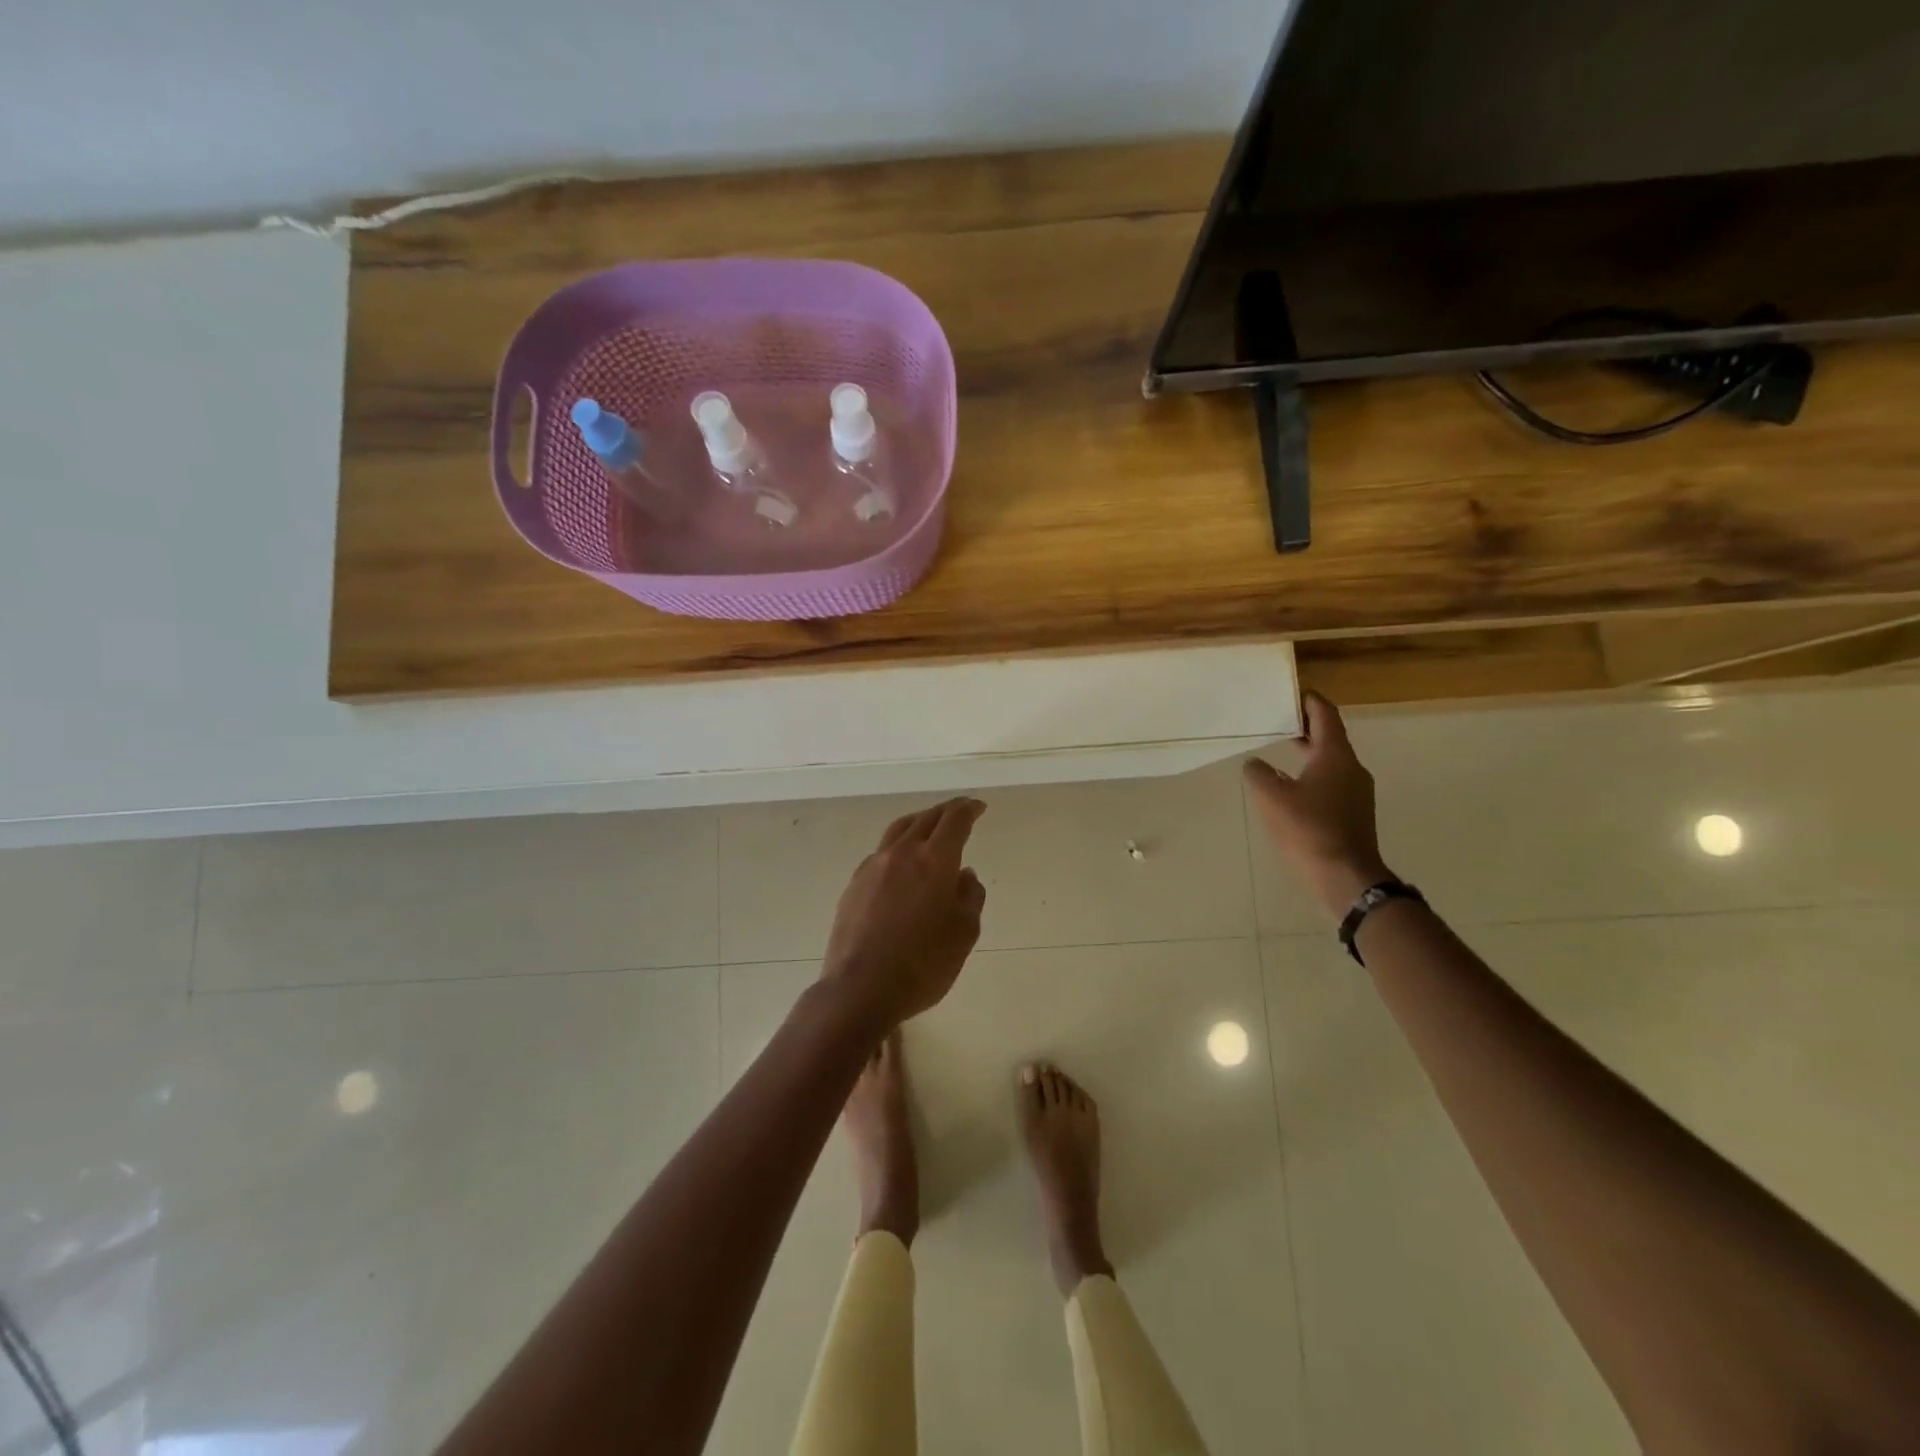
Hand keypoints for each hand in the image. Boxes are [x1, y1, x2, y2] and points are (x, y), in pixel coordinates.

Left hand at [820, 798, 987, 1028]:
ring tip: (930, 827)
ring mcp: (873, 866)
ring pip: (899, 830)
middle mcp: (902, 853)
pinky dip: (900, 846)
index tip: (978, 807)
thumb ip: (969, 896)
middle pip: (926, 818)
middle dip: (946, 811)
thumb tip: (964, 874)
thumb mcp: (963, 933)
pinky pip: (882, 852)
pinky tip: (903, 864)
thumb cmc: (923, 964)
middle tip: (960, 812)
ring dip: (920, 822)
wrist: (860, 988)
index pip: (954, 820)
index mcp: (934, 860)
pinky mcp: (854, 884)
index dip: (968, 809)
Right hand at [1244, 692, 1392, 920]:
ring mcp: (1356, 792)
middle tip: (1281, 719)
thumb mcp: (1272, 798)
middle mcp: (1351, 768)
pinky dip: (1313, 772)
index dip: (1310, 701)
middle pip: (1330, 737)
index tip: (1294, 692)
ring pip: (1331, 760)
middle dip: (1307, 726)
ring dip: (1309, 751)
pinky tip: (1293, 786)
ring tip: (1283, 749)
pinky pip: (1332, 780)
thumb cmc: (1309, 829)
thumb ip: (1259, 774)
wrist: (1346, 876)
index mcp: (1335, 756)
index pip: (1326, 716)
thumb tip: (1255, 764)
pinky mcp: (1353, 812)